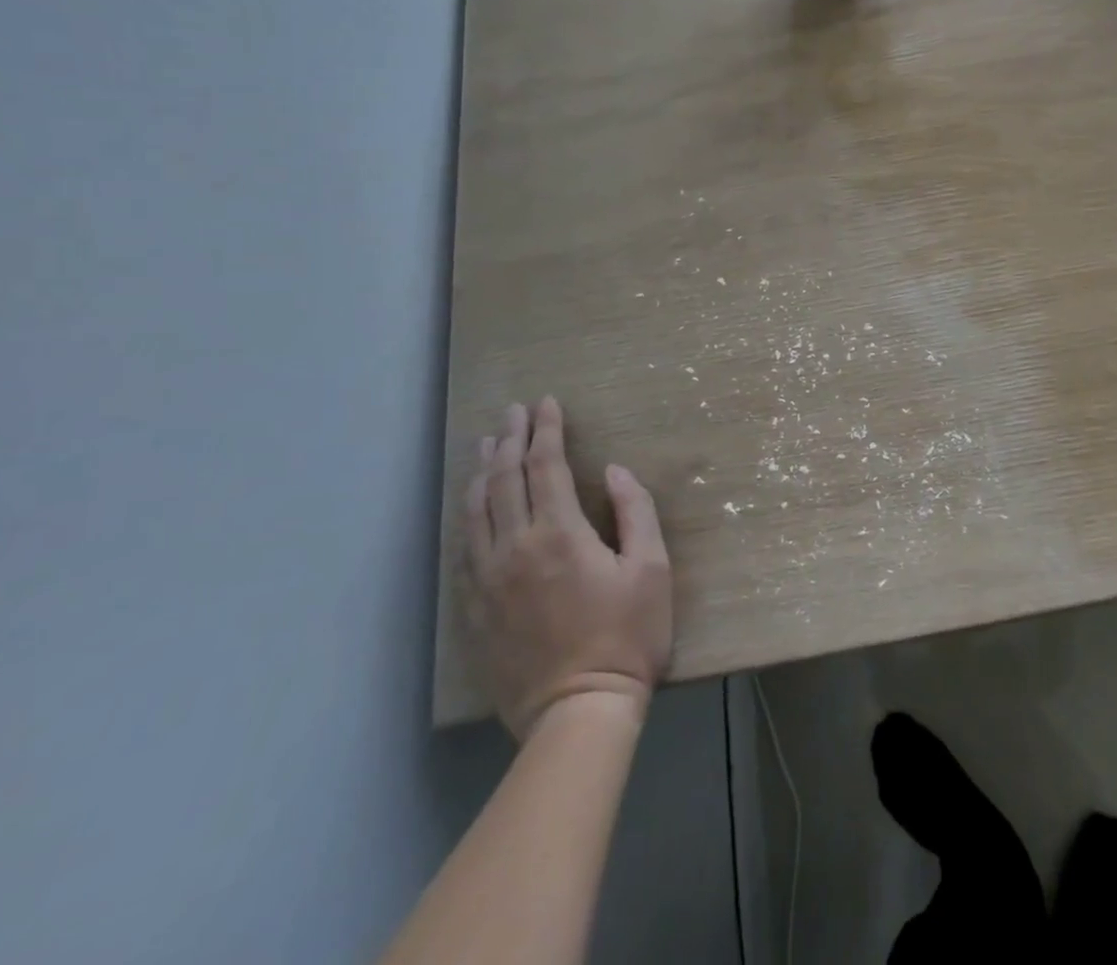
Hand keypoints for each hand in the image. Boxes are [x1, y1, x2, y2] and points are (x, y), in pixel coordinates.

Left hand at [464, 398, 671, 740]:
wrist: (577, 713)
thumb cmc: (627, 636)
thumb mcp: (652, 569)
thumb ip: (636, 511)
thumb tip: (614, 471)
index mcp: (560, 534)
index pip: (547, 465)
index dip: (547, 430)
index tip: (548, 403)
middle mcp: (515, 548)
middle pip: (505, 479)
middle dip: (511, 439)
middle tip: (515, 411)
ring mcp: (488, 580)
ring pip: (476, 510)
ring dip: (483, 471)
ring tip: (487, 444)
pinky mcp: (475, 609)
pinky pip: (464, 548)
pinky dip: (468, 514)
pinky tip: (473, 504)